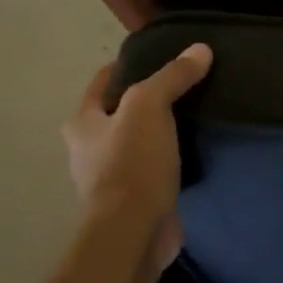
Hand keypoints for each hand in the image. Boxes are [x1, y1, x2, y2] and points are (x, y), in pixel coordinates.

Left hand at [63, 44, 212, 273]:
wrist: (134, 233)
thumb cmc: (131, 164)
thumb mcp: (150, 107)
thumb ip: (172, 77)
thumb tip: (200, 50)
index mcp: (82, 124)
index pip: (103, 82)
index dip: (126, 66)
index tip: (157, 56)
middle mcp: (89, 150)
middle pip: (118, 113)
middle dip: (144, 100)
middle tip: (181, 86)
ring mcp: (111, 178)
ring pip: (137, 142)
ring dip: (158, 132)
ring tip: (192, 115)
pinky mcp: (135, 200)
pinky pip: (153, 169)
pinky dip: (169, 159)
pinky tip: (193, 152)